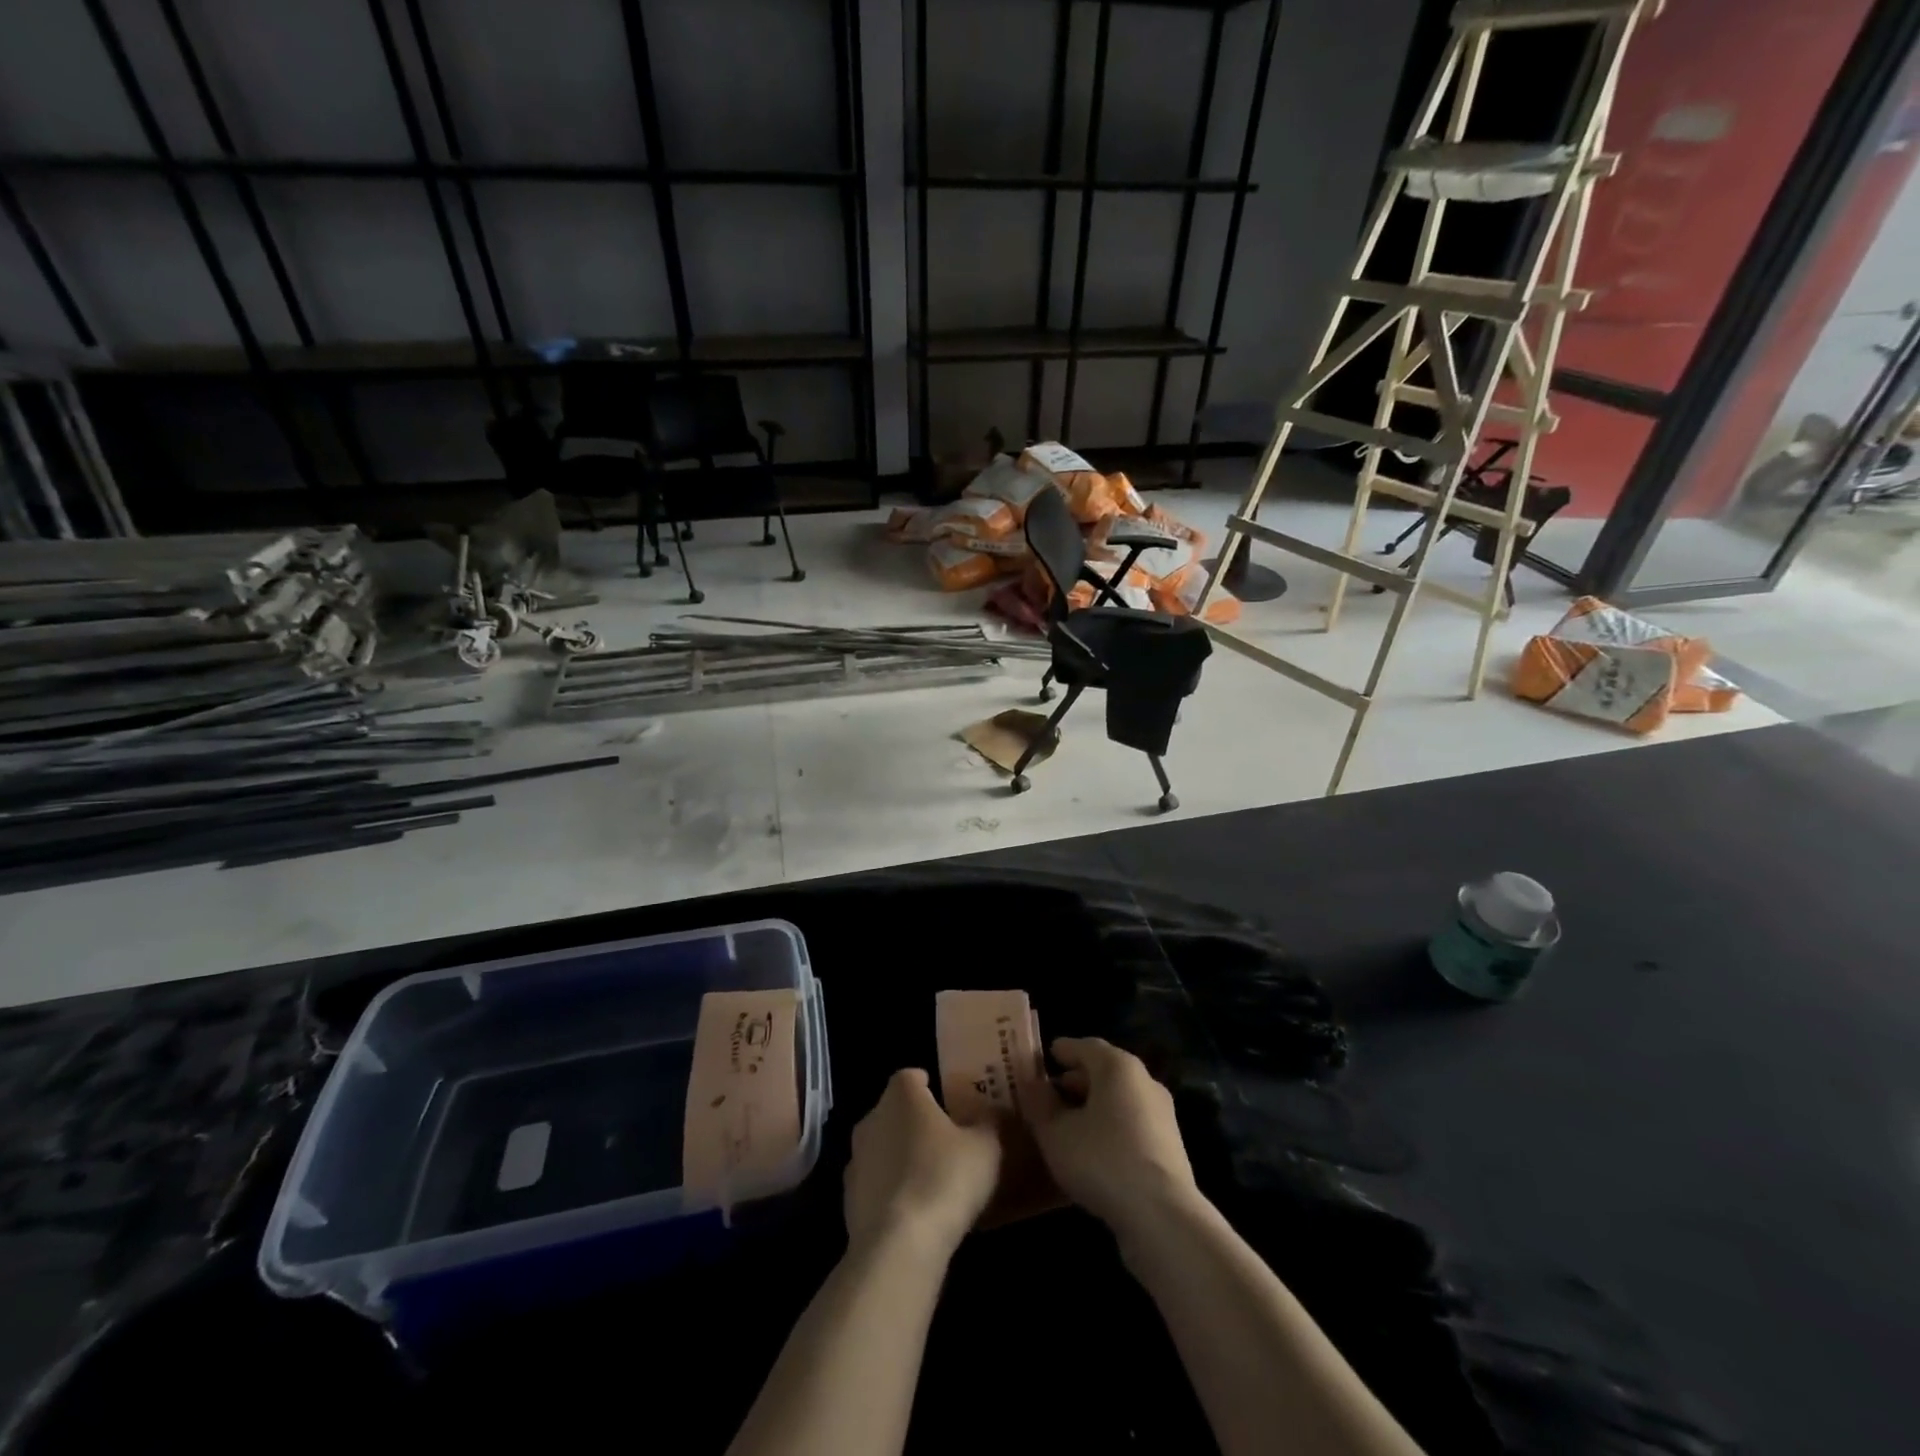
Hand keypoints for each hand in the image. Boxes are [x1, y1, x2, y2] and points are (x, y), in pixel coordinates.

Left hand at [844, 1069, 1001, 1261]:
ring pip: (882, 1148)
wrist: (898, 1245)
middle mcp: (872, 1118)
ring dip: (900, 1157)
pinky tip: (913, 1211)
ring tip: (930, 1178)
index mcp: (902, 1095)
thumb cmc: (945, 1178)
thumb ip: (990, 1123)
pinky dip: (890, 1191)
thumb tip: (993, 1113)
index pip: (911, 1076)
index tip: (947, 1100)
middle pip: (894, 1111)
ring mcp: (855, 1160)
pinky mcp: (848, 1200)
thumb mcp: (986, 1147)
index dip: (928, 1085)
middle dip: (915, 1122)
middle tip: (945, 1139)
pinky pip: (875, 1185)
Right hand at [1021, 1037, 1198, 1237]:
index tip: (1045, 1056)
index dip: (1063, 1050)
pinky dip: (1109, 1126)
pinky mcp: (1169, 1146)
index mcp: (1118, 1066)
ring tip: (1066, 1124)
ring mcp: (1161, 1114)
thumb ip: (1040, 1104)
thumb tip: (1032, 1084)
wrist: (1162, 1216)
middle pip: (1105, 1071)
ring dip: (1093, 1106)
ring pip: (1119, 1099)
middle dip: (1076, 1080)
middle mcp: (1144, 1081)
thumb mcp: (1056, 1133)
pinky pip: (1131, 1123)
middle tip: (1050, 1093)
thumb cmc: (1102, 1160)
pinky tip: (1092, 1149)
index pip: (1085, 1046)